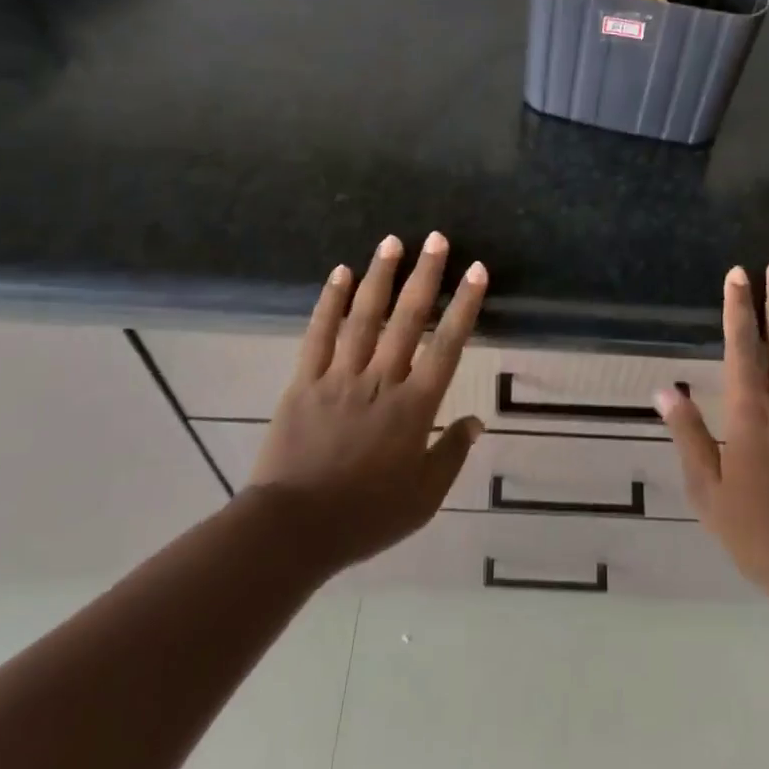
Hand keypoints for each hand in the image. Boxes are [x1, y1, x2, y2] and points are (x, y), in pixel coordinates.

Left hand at [247, 233, 487, 577]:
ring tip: (393, 241)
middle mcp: (381, 380)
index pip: (447, 346)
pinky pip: (319, 334)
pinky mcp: (305, 381)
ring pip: (365, 316)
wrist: (292, 530)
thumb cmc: (365, 517)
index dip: (464, 305)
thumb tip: (476, 421)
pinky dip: (330, 301)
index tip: (476, 270)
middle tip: (437, 238)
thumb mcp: (423, 499)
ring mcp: (340, 376)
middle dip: (425, 275)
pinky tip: (341, 273)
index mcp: (413, 407)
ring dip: (380, 275)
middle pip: (408, 319)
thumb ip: (451, 455)